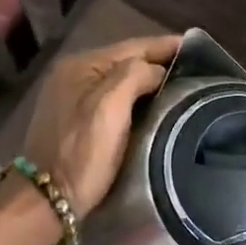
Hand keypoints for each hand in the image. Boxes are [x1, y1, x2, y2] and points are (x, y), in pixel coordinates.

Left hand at [22, 34, 179, 218]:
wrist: (48, 199)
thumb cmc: (81, 151)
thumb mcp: (110, 107)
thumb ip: (135, 75)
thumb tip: (157, 71)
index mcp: (81, 65)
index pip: (132, 46)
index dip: (165, 45)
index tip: (198, 46)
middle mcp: (74, 74)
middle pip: (125, 61)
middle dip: (158, 61)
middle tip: (196, 67)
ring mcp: (72, 97)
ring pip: (119, 80)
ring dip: (148, 80)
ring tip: (182, 84)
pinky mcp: (75, 119)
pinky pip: (113, 98)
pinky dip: (135, 97)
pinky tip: (154, 104)